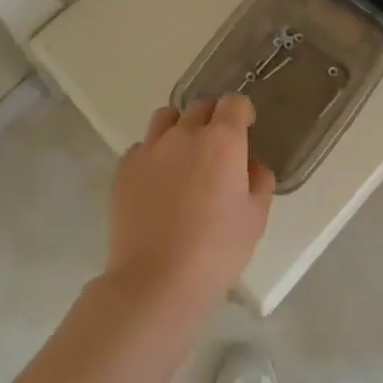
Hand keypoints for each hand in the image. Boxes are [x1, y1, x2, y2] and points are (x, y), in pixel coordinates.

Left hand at [106, 95, 273, 305]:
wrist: (157, 280)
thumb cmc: (217, 251)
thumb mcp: (255, 218)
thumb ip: (258, 181)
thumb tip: (249, 166)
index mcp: (222, 141)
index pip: (234, 103)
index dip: (242, 112)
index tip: (245, 128)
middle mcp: (184, 134)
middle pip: (200, 107)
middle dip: (213, 119)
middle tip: (218, 148)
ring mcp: (149, 149)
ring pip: (166, 118)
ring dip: (180, 127)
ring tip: (184, 156)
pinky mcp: (124, 168)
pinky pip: (142, 147)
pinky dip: (154, 154)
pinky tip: (158, 183)